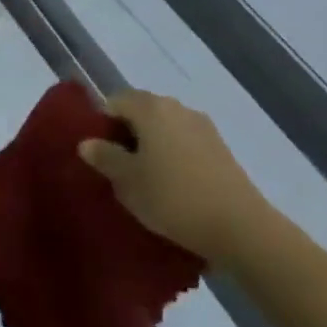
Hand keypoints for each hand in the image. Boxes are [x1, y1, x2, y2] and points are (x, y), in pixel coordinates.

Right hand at [78, 90, 265, 263]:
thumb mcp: (129, 183)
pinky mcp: (219, 145)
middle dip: (127, 134)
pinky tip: (175, 185)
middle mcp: (175, 106)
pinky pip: (184, 140)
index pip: (115, 101)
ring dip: (152, 144)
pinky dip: (174, 154)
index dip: (102, 124)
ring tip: (148, 180)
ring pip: (164, 126)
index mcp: (150, 107)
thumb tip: (87, 142)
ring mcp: (201, 124)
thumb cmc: (173, 198)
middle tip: (120, 169)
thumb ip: (105, 158)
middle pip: (141, 110)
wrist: (239, 225)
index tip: (100, 155)